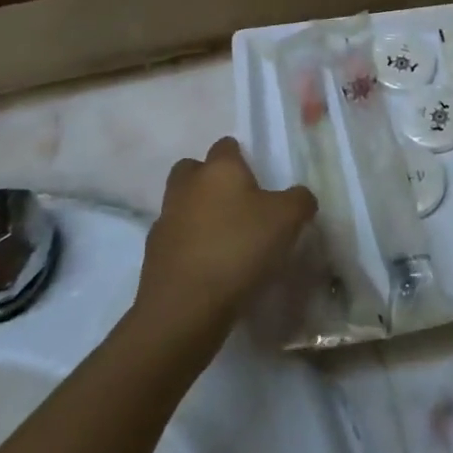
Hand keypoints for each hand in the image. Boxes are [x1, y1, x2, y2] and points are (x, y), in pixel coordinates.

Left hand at [132, 137, 316, 354]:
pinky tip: (208, 266)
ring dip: (196, 214)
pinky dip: (188, 246)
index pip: (226, 146)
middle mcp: (187, 186)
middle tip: (235, 203)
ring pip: (181, 204)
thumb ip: (299, 200)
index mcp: (219, 169)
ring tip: (223, 239)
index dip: (240, 157)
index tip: (257, 178)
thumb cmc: (239, 249)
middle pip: (193, 169)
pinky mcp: (153, 254)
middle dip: (209, 180)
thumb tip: (299, 197)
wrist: (185, 307)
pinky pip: (174, 239)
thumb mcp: (287, 220)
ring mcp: (165, 220)